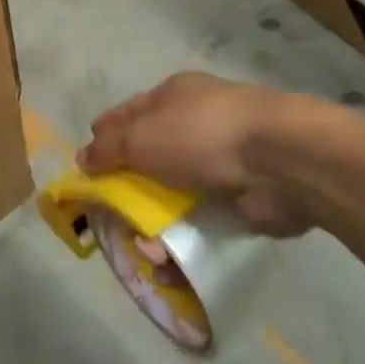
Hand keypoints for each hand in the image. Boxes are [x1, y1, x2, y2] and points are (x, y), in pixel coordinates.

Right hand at [80, 72, 362, 236]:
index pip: (127, 114)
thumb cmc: (201, 134)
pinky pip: (202, 222)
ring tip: (142, 253)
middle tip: (110, 218)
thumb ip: (108, 148)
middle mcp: (196, 124)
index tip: (86, 169)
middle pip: (150, 157)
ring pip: (175, 194)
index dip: (104, 138)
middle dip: (128, 189)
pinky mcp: (241, 198)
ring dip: (156, 225)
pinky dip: (184, 243)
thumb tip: (83, 158)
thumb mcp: (141, 136)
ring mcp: (221, 162)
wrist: (281, 161)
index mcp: (173, 96)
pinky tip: (169, 266)